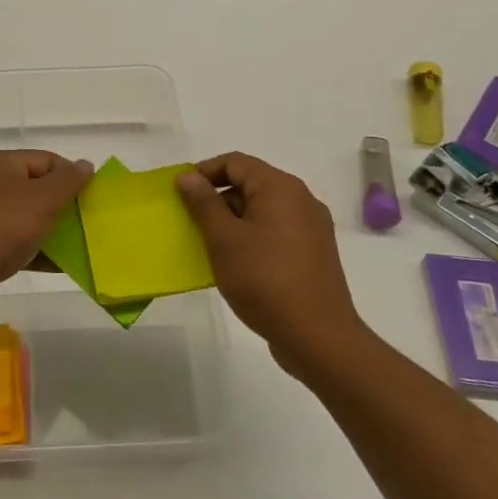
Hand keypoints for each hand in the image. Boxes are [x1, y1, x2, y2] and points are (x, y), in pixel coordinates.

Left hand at [0, 151, 94, 326]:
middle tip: (91, 222)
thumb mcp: (42, 199)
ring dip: (55, 231)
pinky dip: (39, 252)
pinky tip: (63, 267)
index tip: (94, 197)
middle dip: (65, 205)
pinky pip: (19, 245)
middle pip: (37, 189)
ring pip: (28, 219)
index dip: (71, 175)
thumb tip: (85, 165)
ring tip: (83, 246)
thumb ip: (68, 181)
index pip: (45, 160)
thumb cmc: (0, 228)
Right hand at [177, 153, 363, 371]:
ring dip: (234, 220)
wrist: (318, 337)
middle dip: (217, 198)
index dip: (203, 172)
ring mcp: (312, 227)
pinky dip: (253, 236)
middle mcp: (301, 199)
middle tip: (191, 222)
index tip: (180, 193)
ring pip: (263, 209)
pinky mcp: (315, 252)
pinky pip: (277, 230)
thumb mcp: (224, 239)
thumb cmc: (264, 280)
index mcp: (280, 187)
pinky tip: (237, 262)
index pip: (235, 162)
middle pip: (251, 183)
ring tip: (210, 245)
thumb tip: (188, 176)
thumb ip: (203, 203)